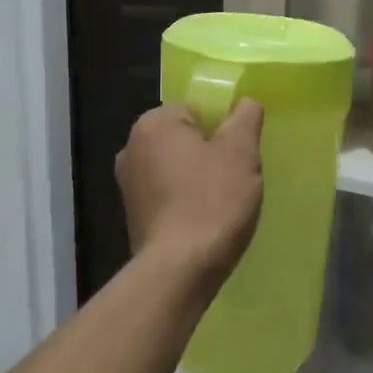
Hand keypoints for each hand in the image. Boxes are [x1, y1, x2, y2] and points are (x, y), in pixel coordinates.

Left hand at [116, 100, 264, 289]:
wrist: (180, 269)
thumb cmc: (212, 200)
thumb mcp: (241, 150)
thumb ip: (245, 117)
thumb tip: (245, 103)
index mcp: (154, 123)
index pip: (197, 108)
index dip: (224, 128)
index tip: (239, 153)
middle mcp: (131, 147)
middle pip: (186, 138)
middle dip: (211, 153)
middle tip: (236, 177)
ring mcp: (127, 183)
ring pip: (177, 167)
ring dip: (198, 178)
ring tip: (223, 202)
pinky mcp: (132, 215)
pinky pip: (167, 194)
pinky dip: (185, 201)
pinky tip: (205, 220)